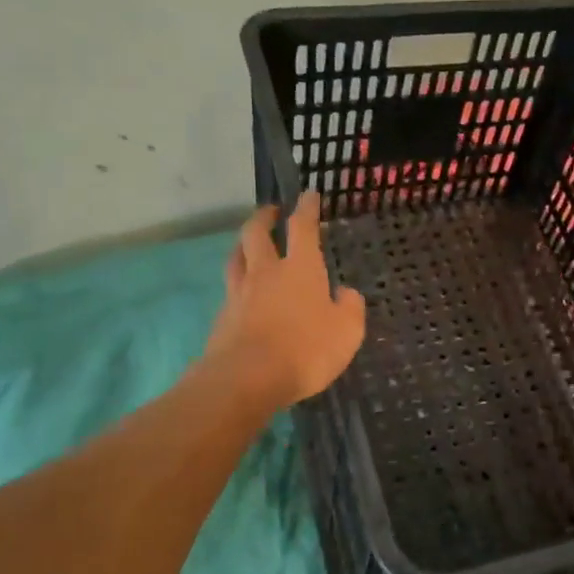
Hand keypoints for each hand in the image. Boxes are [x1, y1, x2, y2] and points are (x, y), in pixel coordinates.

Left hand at [204, 192, 365, 406]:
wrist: (247, 378)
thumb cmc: (305, 350)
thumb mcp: (347, 332)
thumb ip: (350, 308)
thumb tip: (346, 293)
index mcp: (300, 269)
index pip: (302, 227)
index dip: (306, 208)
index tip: (308, 195)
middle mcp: (266, 272)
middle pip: (257, 233)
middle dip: (264, 217)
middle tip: (270, 211)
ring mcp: (240, 293)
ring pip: (237, 257)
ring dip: (244, 245)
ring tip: (248, 244)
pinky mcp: (223, 317)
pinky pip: (230, 289)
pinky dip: (238, 282)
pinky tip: (243, 292)